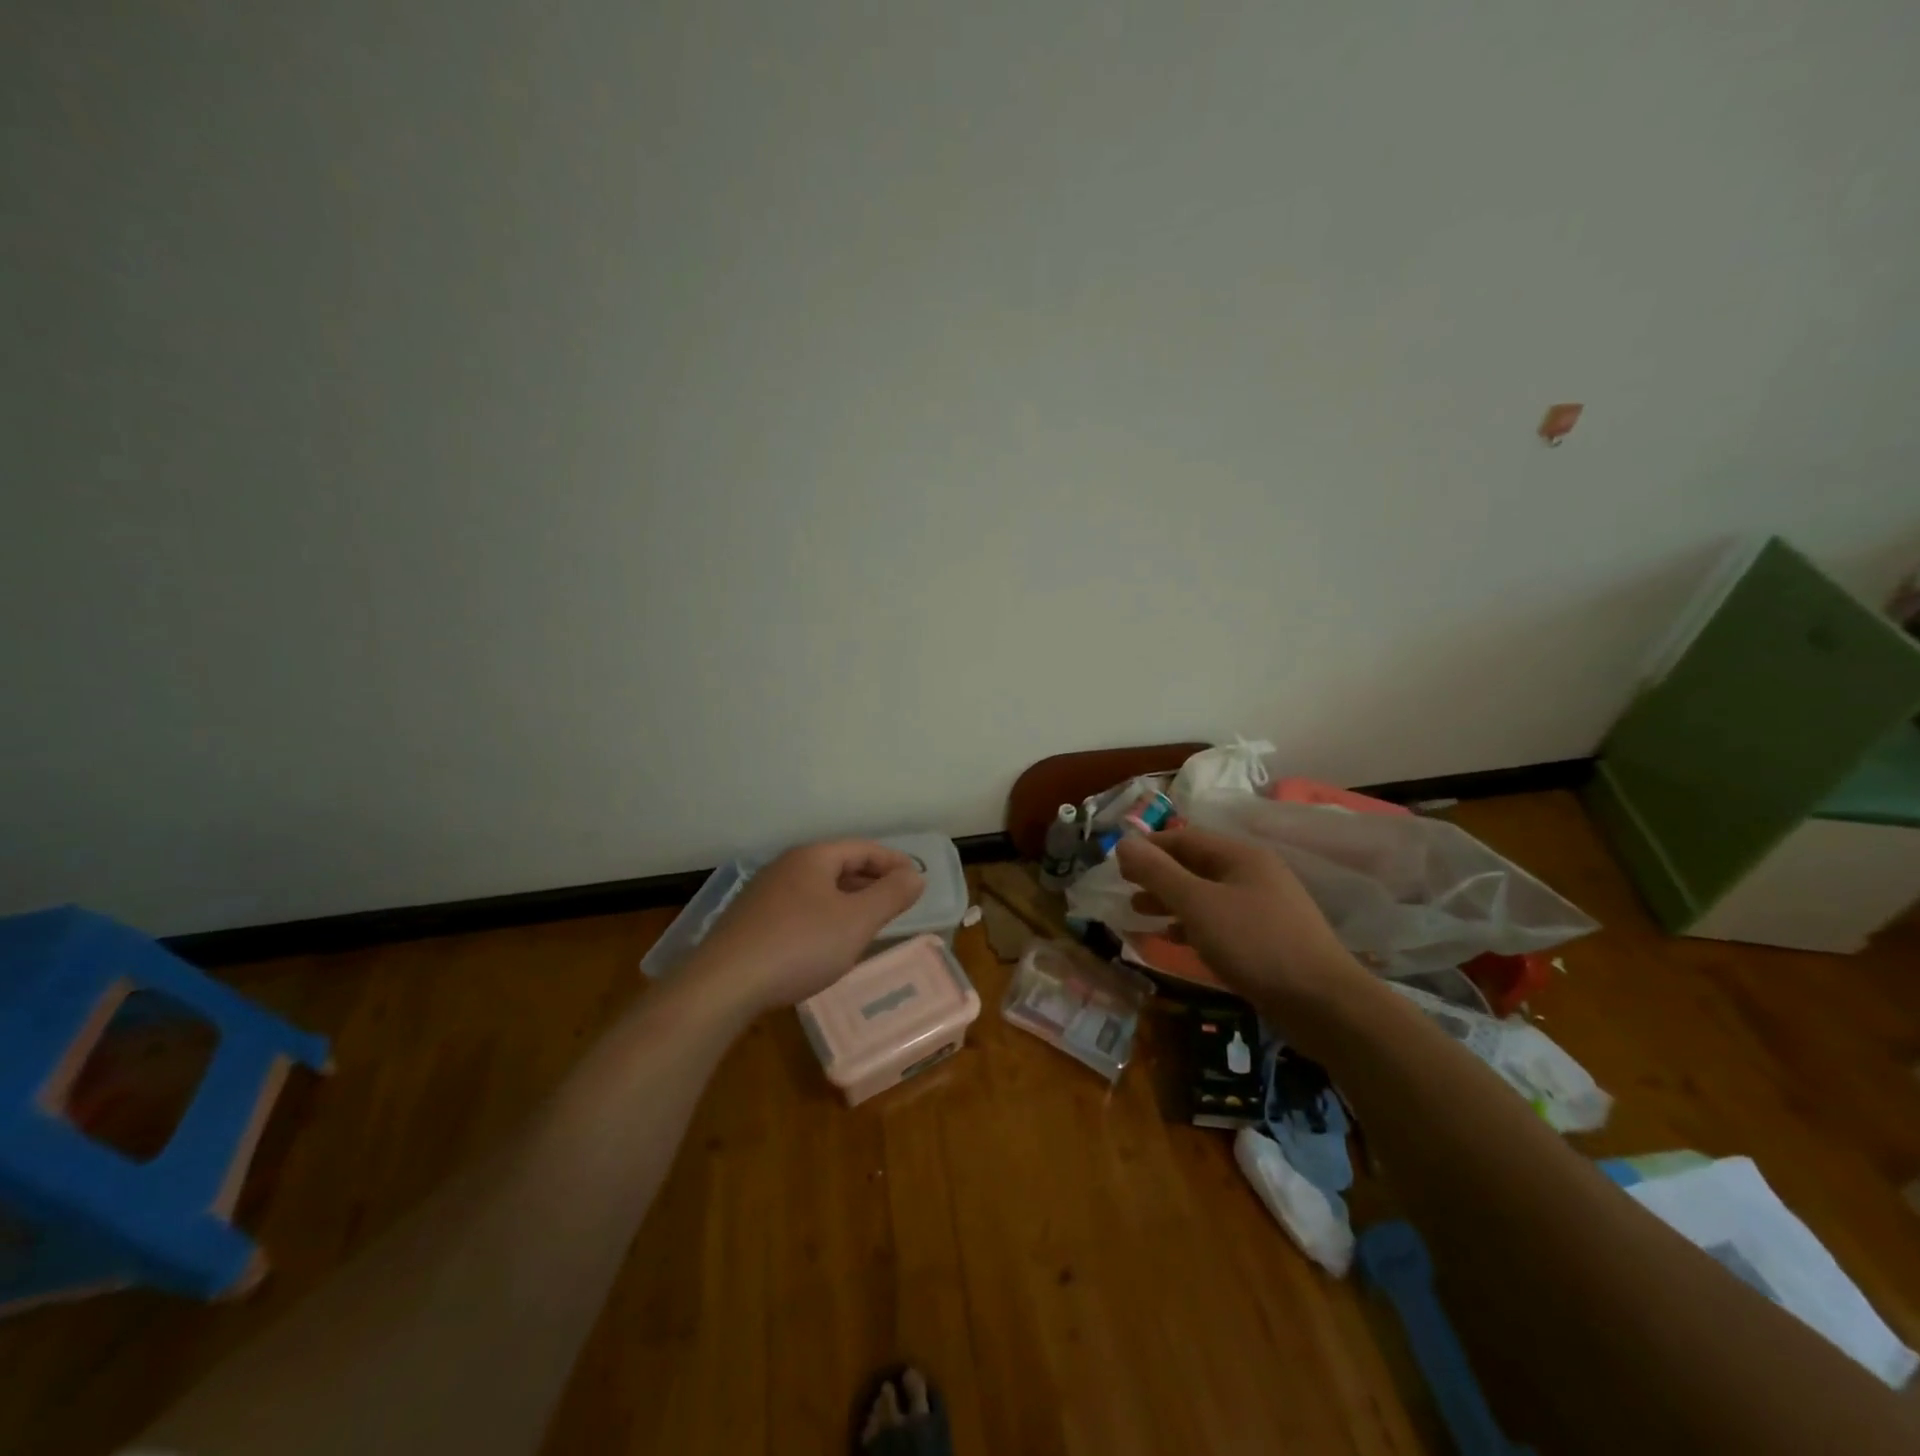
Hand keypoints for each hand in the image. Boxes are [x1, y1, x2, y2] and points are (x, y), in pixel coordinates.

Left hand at [689, 840, 925, 1011]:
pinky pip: (799, 909)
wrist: (724, 985)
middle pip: (838, 865)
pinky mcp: (749, 922)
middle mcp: (786, 867)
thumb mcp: (856, 922)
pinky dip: (823, 917)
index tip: (916, 880)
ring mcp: (763, 894)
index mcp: (812, 857)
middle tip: (896, 901)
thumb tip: (916, 875)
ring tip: (867, 922)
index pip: (863, 848)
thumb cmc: (800, 946)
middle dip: (871, 881)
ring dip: (847, 900)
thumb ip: (891, 896)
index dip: (893, 862)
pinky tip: (826, 943)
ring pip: (817, 888)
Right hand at [1115, 828, 1362, 1015]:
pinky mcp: (1268, 938)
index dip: (1149, 847)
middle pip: (1196, 865)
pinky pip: (1221, 920)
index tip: (1117, 864)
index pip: (1185, 838)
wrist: (1324, 1004)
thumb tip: (1124, 842)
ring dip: (1172, 901)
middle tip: (1125, 888)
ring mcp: (1264, 907)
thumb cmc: (1254, 943)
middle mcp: (1254, 874)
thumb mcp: (1197, 904)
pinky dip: (1193, 924)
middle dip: (1158, 875)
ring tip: (1140, 912)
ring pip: (1207, 894)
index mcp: (1240, 856)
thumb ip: (1158, 872)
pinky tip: (1175, 939)